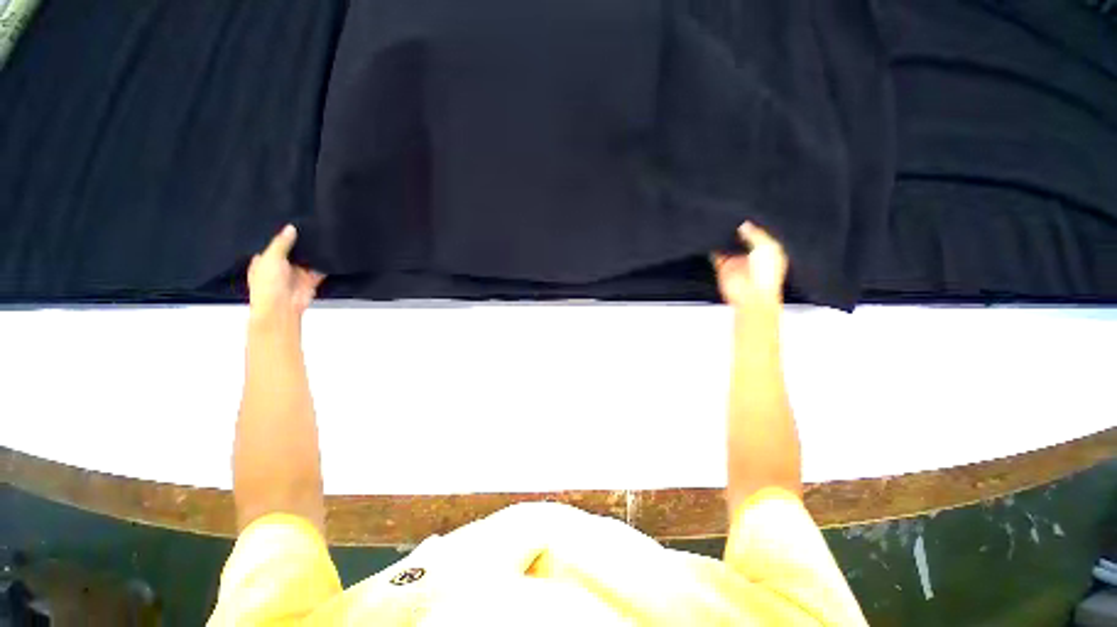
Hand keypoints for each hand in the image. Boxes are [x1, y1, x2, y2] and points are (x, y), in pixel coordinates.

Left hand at [247, 225, 324, 323]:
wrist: (282, 307)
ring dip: (313, 253)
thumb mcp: (272, 257)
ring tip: (324, 234)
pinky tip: (332, 252)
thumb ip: (282, 242)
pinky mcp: (310, 280)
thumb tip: (291, 227)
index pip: (272, 244)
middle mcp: (280, 266)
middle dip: (300, 243)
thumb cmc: (268, 283)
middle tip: (311, 224)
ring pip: (307, 260)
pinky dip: (325, 264)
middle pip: (292, 251)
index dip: (280, 235)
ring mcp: (296, 274)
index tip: (290, 220)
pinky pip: (320, 270)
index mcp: (264, 261)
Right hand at [712, 222, 787, 305]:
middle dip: (736, 233)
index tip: (746, 217)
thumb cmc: (766, 277)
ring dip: (724, 241)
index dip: (753, 228)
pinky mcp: (723, 268)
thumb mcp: (768, 248)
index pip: (759, 236)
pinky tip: (714, 241)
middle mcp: (751, 257)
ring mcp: (736, 263)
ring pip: (728, 247)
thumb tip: (744, 225)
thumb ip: (756, 234)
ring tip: (721, 228)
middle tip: (732, 222)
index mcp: (768, 252)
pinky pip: (716, 256)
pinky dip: (713, 249)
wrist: (751, 296)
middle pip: (741, 240)